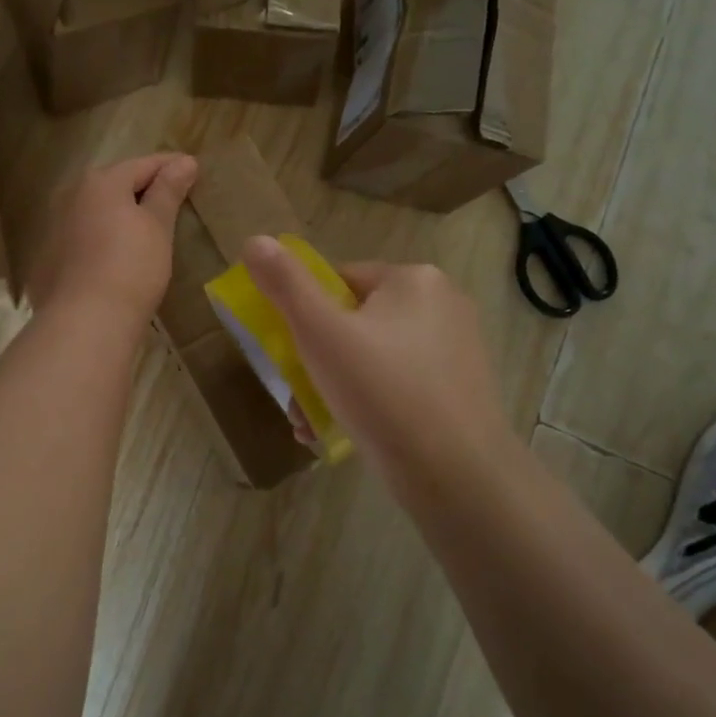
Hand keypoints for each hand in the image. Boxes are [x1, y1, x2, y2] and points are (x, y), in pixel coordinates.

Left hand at [28, 154, 197, 327]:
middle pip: (114, 184)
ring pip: (94, 209)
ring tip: (144, 225)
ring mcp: (53, 226)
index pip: (144, 164)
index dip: (171, 166)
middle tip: (170, 196)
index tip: (193, 168)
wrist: (85, 321)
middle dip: (142, 187)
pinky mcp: (47, 257)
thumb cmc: (131, 266)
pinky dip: (100, 236)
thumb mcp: (158, 226)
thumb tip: (185, 161)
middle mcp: (70, 195)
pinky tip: (114, 254)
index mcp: (100, 182)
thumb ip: (169, 191)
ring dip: (118, 212)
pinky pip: (81, 235)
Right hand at [242, 237, 519, 504]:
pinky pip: (399, 384)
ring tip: (310, 423)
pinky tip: (344, 432)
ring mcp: (456, 350)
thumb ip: (285, 285)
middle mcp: (442, 305)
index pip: (340, 281)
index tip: (290, 352)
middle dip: (317, 360)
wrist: (457, 476)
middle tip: (296, 397)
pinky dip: (369, 402)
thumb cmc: (383, 392)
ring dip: (335, 386)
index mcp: (414, 279)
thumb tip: (255, 240)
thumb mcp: (320, 333)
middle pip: (355, 322)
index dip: (306, 313)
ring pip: (374, 357)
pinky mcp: (460, 390)